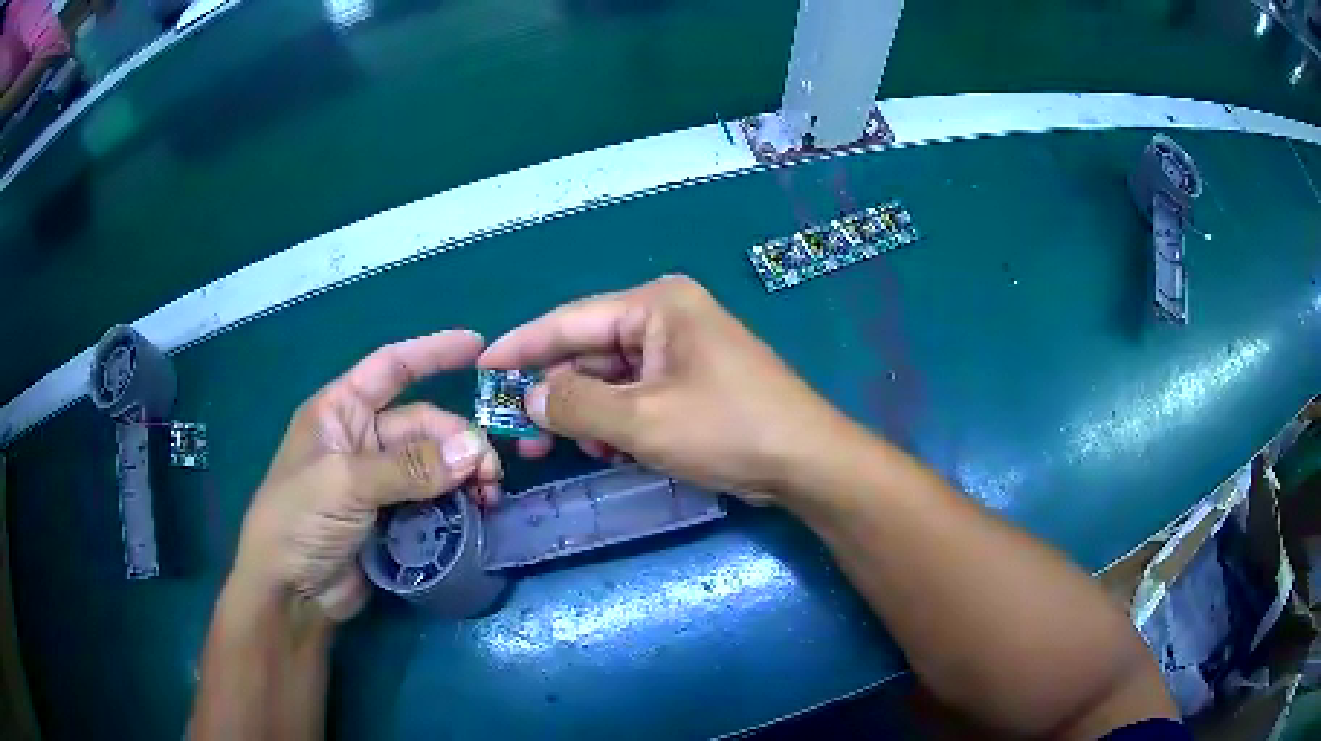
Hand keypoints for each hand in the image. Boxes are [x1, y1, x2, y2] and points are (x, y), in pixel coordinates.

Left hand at [231, 331, 502, 621]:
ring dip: (464, 475)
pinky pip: (434, 501)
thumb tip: (474, 450)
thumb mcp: (345, 483)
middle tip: (489, 473)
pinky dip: (457, 504)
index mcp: (340, 411)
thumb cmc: (299, 520)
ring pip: (434, 465)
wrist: (290, 593)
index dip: (432, 353)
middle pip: (423, 425)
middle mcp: (361, 440)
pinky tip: (477, 514)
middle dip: (459, 441)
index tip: (478, 346)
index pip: (390, 367)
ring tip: (489, 496)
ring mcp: (378, 482)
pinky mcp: (393, 519)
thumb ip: (409, 467)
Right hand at [480, 276, 853, 502]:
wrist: (806, 462)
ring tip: (565, 450)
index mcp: (656, 305)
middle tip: (519, 433)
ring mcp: (681, 352)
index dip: (521, 346)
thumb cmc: (728, 429)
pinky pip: (636, 396)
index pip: (569, 320)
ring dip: (586, 415)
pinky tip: (611, 451)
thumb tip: (531, 396)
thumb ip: (577, 404)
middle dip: (555, 393)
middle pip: (588, 352)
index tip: (482, 369)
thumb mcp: (643, 420)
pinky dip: (616, 423)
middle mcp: (666, 318)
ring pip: (610, 380)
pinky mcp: (691, 383)